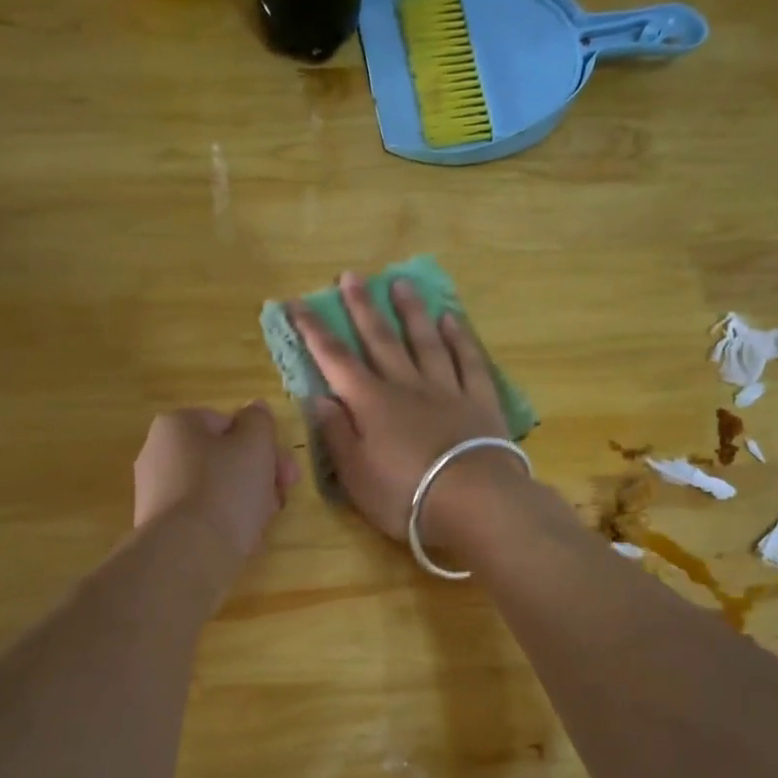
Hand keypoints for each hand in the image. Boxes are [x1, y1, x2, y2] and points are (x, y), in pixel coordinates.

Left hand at [132, 404, 298, 564]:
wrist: (187, 556)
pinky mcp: (161, 528)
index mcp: (176, 425)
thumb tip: (255, 410)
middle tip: (281, 497)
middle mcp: (158, 453)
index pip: (229, 424)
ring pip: (217, 489)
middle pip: (224, 458)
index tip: (286, 472)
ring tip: (262, 523)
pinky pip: (203, 517)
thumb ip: (260, 421)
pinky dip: (225, 524)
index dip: (264, 445)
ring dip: (247, 501)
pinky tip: (242, 540)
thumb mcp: (255, 444)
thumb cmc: (225, 489)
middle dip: (259, 476)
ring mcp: (157, 493)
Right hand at [291, 272, 510, 546]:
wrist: (475, 501)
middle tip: (351, 276)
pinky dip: (459, 338)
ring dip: (411, 312)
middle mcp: (407, 386)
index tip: (297, 302)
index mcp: (371, 404)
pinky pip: (468, 360)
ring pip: (425, 341)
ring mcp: (447, 389)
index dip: (314, 331)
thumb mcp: (356, 475)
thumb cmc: (405, 495)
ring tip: (400, 284)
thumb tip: (318, 396)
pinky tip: (451, 319)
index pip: (335, 360)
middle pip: (381, 340)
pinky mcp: (480, 400)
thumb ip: (336, 433)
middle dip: (362, 307)